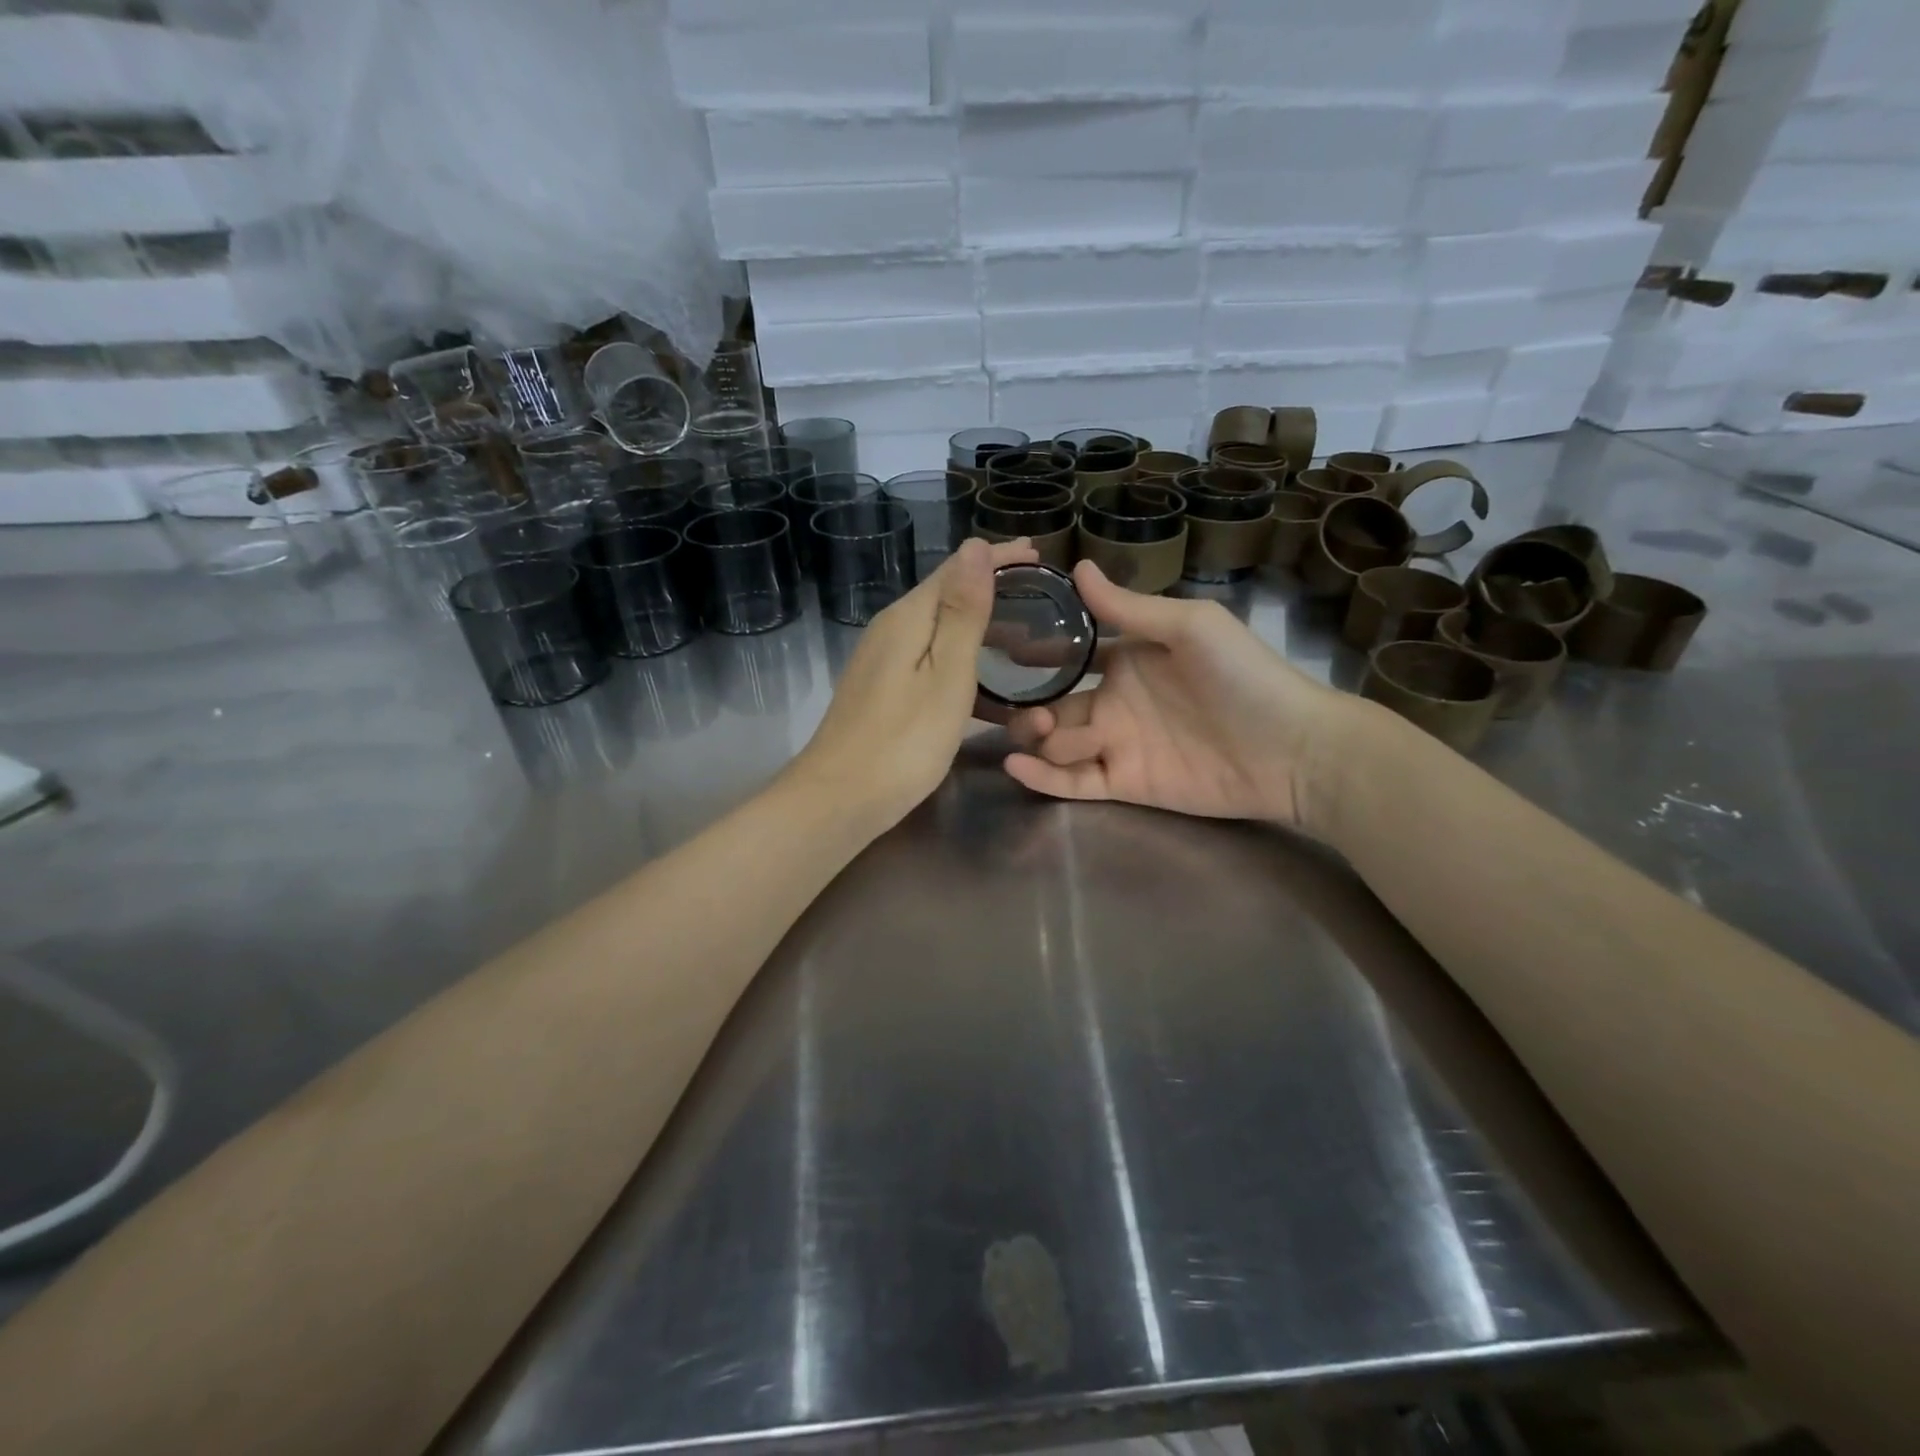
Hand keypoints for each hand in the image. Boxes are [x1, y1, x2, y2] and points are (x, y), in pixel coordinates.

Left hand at [791, 537, 1038, 831]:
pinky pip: (930, 659)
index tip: (1037, 551)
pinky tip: (983, 682)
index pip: (956, 570)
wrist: (839, 799)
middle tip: (1038, 590)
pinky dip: (962, 659)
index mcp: (908, 619)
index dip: (996, 558)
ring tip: (1021, 635)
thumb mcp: (946, 676)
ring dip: (979, 626)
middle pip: (945, 596)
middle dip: (990, 588)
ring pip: (939, 630)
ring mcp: (882, 662)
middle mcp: (890, 630)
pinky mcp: (882, 691)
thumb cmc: (903, 741)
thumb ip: (963, 613)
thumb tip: (975, 547)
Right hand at [1002, 560, 1351, 832]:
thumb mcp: (1189, 627)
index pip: (1070, 657)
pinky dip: (1043, 778)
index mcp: (1128, 660)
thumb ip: (1129, 607)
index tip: (1001, 648)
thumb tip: (1078, 567)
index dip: (1037, 655)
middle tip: (1016, 705)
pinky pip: (1074, 783)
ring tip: (1035, 730)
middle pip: (1054, 705)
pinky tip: (1018, 766)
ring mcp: (1118, 746)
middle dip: (1029, 704)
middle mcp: (1116, 702)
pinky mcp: (1124, 784)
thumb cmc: (1244, 677)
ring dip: (1035, 737)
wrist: (1293, 750)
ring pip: (1057, 743)